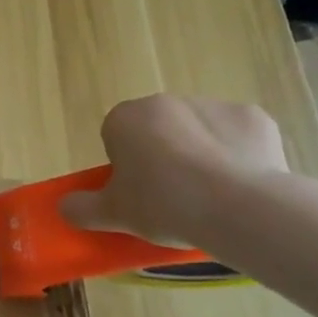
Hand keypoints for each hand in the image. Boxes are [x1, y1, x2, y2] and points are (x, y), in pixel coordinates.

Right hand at [60, 94, 288, 247]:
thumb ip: (83, 208)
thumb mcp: (114, 215)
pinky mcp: (253, 117)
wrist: (239, 207)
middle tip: (172, 198)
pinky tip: (242, 186)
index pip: (116, 137)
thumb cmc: (163, 205)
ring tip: (211, 197)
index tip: (138, 194)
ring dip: (201, 155)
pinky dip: (239, 157)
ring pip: (199, 132)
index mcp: (125, 118)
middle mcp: (165, 102)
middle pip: (157, 130)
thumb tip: (63, 207)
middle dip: (163, 157)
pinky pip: (238, 137)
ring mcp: (212, 105)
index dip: (126, 167)